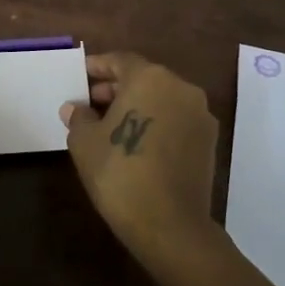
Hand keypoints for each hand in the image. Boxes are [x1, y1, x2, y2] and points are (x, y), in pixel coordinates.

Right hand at [61, 52, 218, 266]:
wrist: (170, 225)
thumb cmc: (120, 173)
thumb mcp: (85, 143)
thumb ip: (79, 118)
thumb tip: (75, 108)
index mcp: (150, 78)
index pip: (120, 60)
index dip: (97, 67)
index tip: (81, 76)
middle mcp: (180, 87)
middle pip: (144, 78)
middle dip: (116, 88)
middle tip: (91, 104)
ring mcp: (199, 114)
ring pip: (162, 98)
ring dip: (138, 105)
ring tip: (111, 125)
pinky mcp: (209, 140)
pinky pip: (176, 120)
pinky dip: (157, 122)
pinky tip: (137, 143)